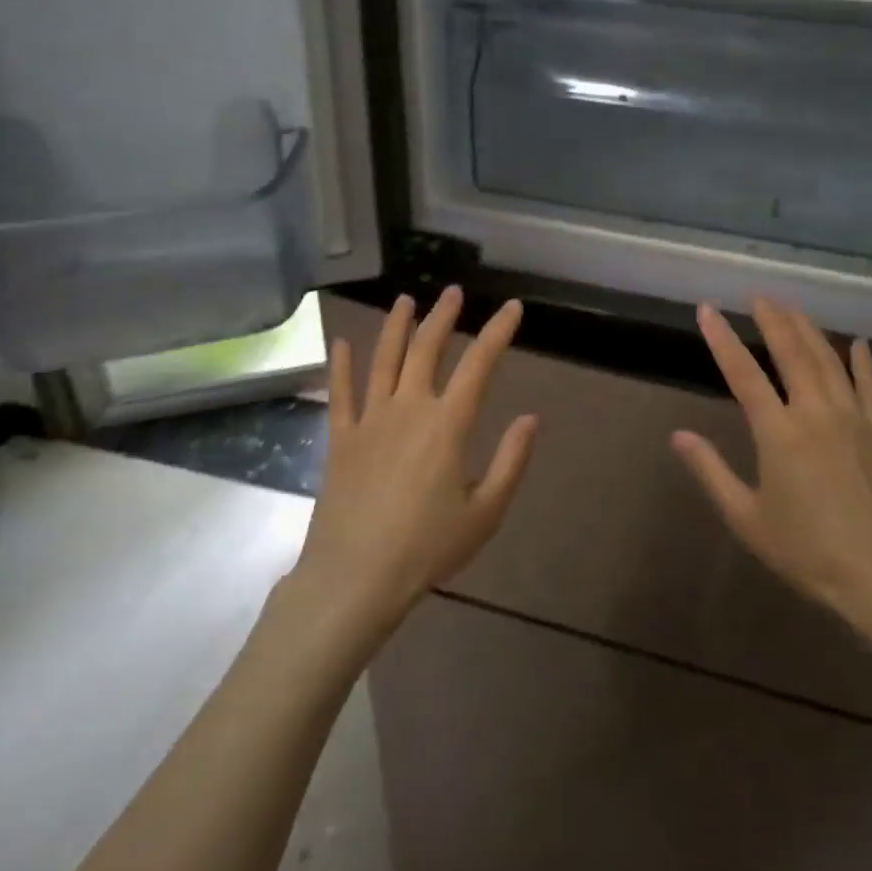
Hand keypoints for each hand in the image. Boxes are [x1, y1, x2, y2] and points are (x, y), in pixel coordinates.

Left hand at [294, 287, 537, 638]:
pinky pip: (340, 393)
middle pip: (426, 349)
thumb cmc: (426, 548)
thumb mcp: (484, 512)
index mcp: (447, 425)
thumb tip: (531, 418)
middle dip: (443, 316)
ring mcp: (369, 421)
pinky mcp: (341, 439)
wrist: (355, 577)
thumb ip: (510, 461)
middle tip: (453, 293)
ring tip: (405, 300)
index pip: (479, 365)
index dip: (497, 332)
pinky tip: (341, 342)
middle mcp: (408, 409)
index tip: (512, 308)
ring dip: (396, 327)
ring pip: (384, 360)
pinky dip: (341, 365)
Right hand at [671, 298, 871, 637]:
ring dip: (809, 330)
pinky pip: (871, 386)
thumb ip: (711, 471)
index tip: (706, 309)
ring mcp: (855, 419)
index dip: (722, 339)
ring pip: (829, 361)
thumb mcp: (747, 517)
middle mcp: (816, 413)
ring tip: (793, 307)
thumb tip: (679, 435)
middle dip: (772, 320)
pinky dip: (862, 362)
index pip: (743, 374)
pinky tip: (857, 343)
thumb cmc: (807, 551)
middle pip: (792, 353)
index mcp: (779, 433)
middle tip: (758, 295)